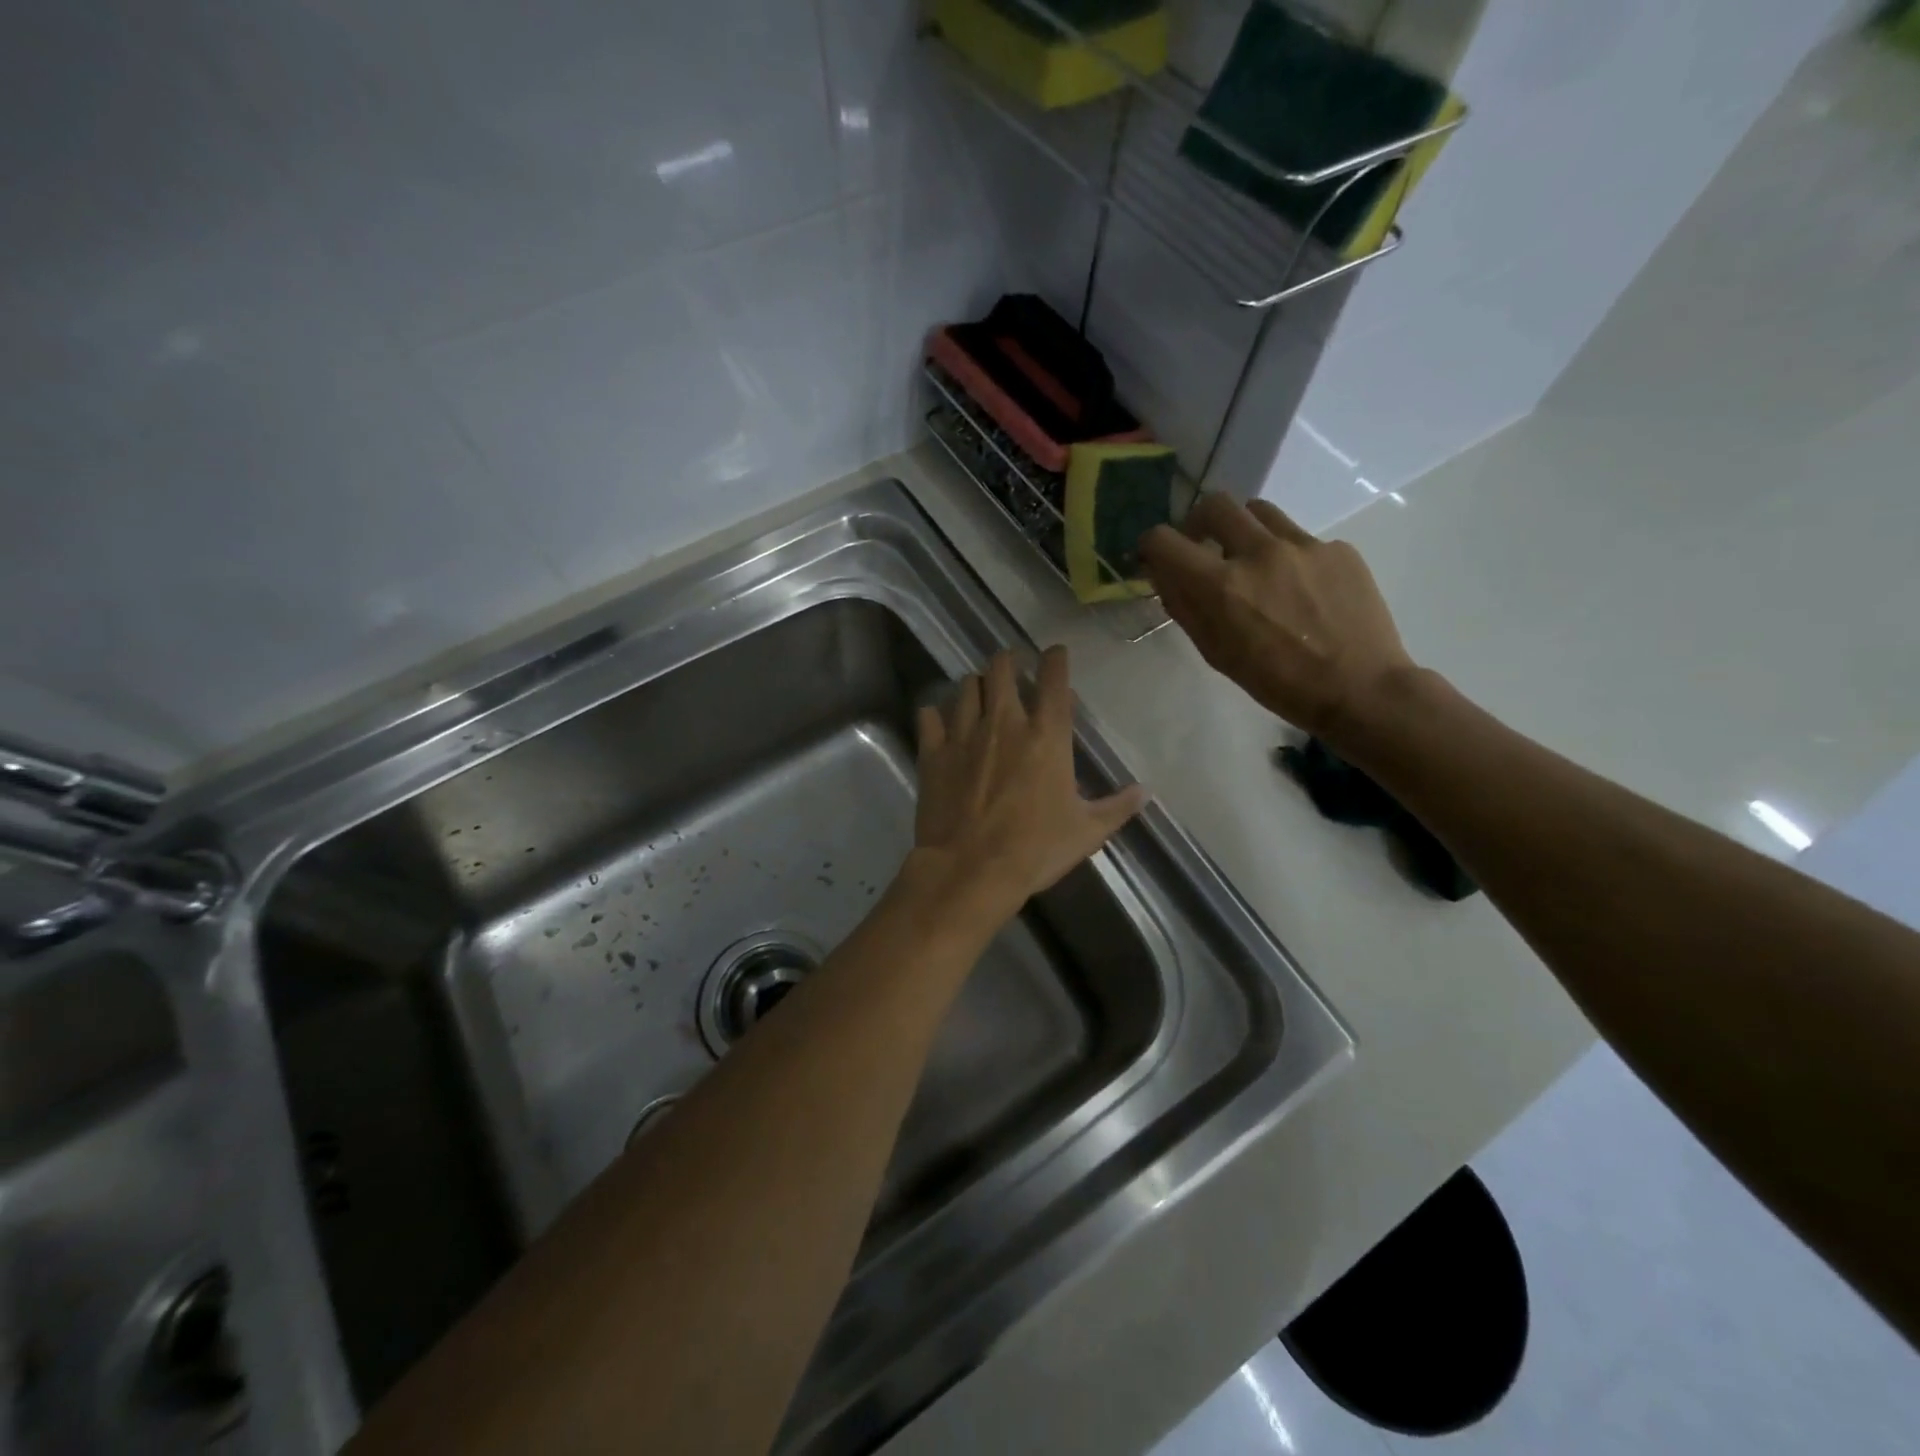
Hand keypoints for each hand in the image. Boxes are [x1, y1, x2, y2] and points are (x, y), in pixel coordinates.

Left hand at [913, 647, 1147, 920]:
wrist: (971, 869)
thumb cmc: (1035, 849)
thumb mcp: (1087, 832)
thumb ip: (1117, 807)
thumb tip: (1144, 791)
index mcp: (1047, 735)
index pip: (1054, 679)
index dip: (1056, 659)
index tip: (1055, 653)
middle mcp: (1004, 723)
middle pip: (1001, 668)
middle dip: (1008, 661)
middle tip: (1012, 667)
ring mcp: (964, 734)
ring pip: (966, 687)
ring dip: (976, 685)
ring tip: (980, 693)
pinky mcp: (933, 753)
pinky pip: (929, 717)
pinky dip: (935, 714)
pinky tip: (939, 721)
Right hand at [1139, 494, 1415, 742]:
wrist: (1359, 688)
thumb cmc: (1277, 683)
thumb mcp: (1217, 653)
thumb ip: (1186, 608)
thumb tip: (1165, 576)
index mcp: (1221, 586)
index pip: (1164, 540)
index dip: (1152, 547)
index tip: (1158, 559)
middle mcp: (1259, 553)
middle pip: (1214, 505)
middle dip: (1198, 523)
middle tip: (1203, 547)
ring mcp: (1304, 546)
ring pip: (1258, 511)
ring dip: (1243, 531)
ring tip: (1253, 562)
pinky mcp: (1338, 549)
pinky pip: (1299, 538)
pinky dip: (1287, 555)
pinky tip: (1300, 589)